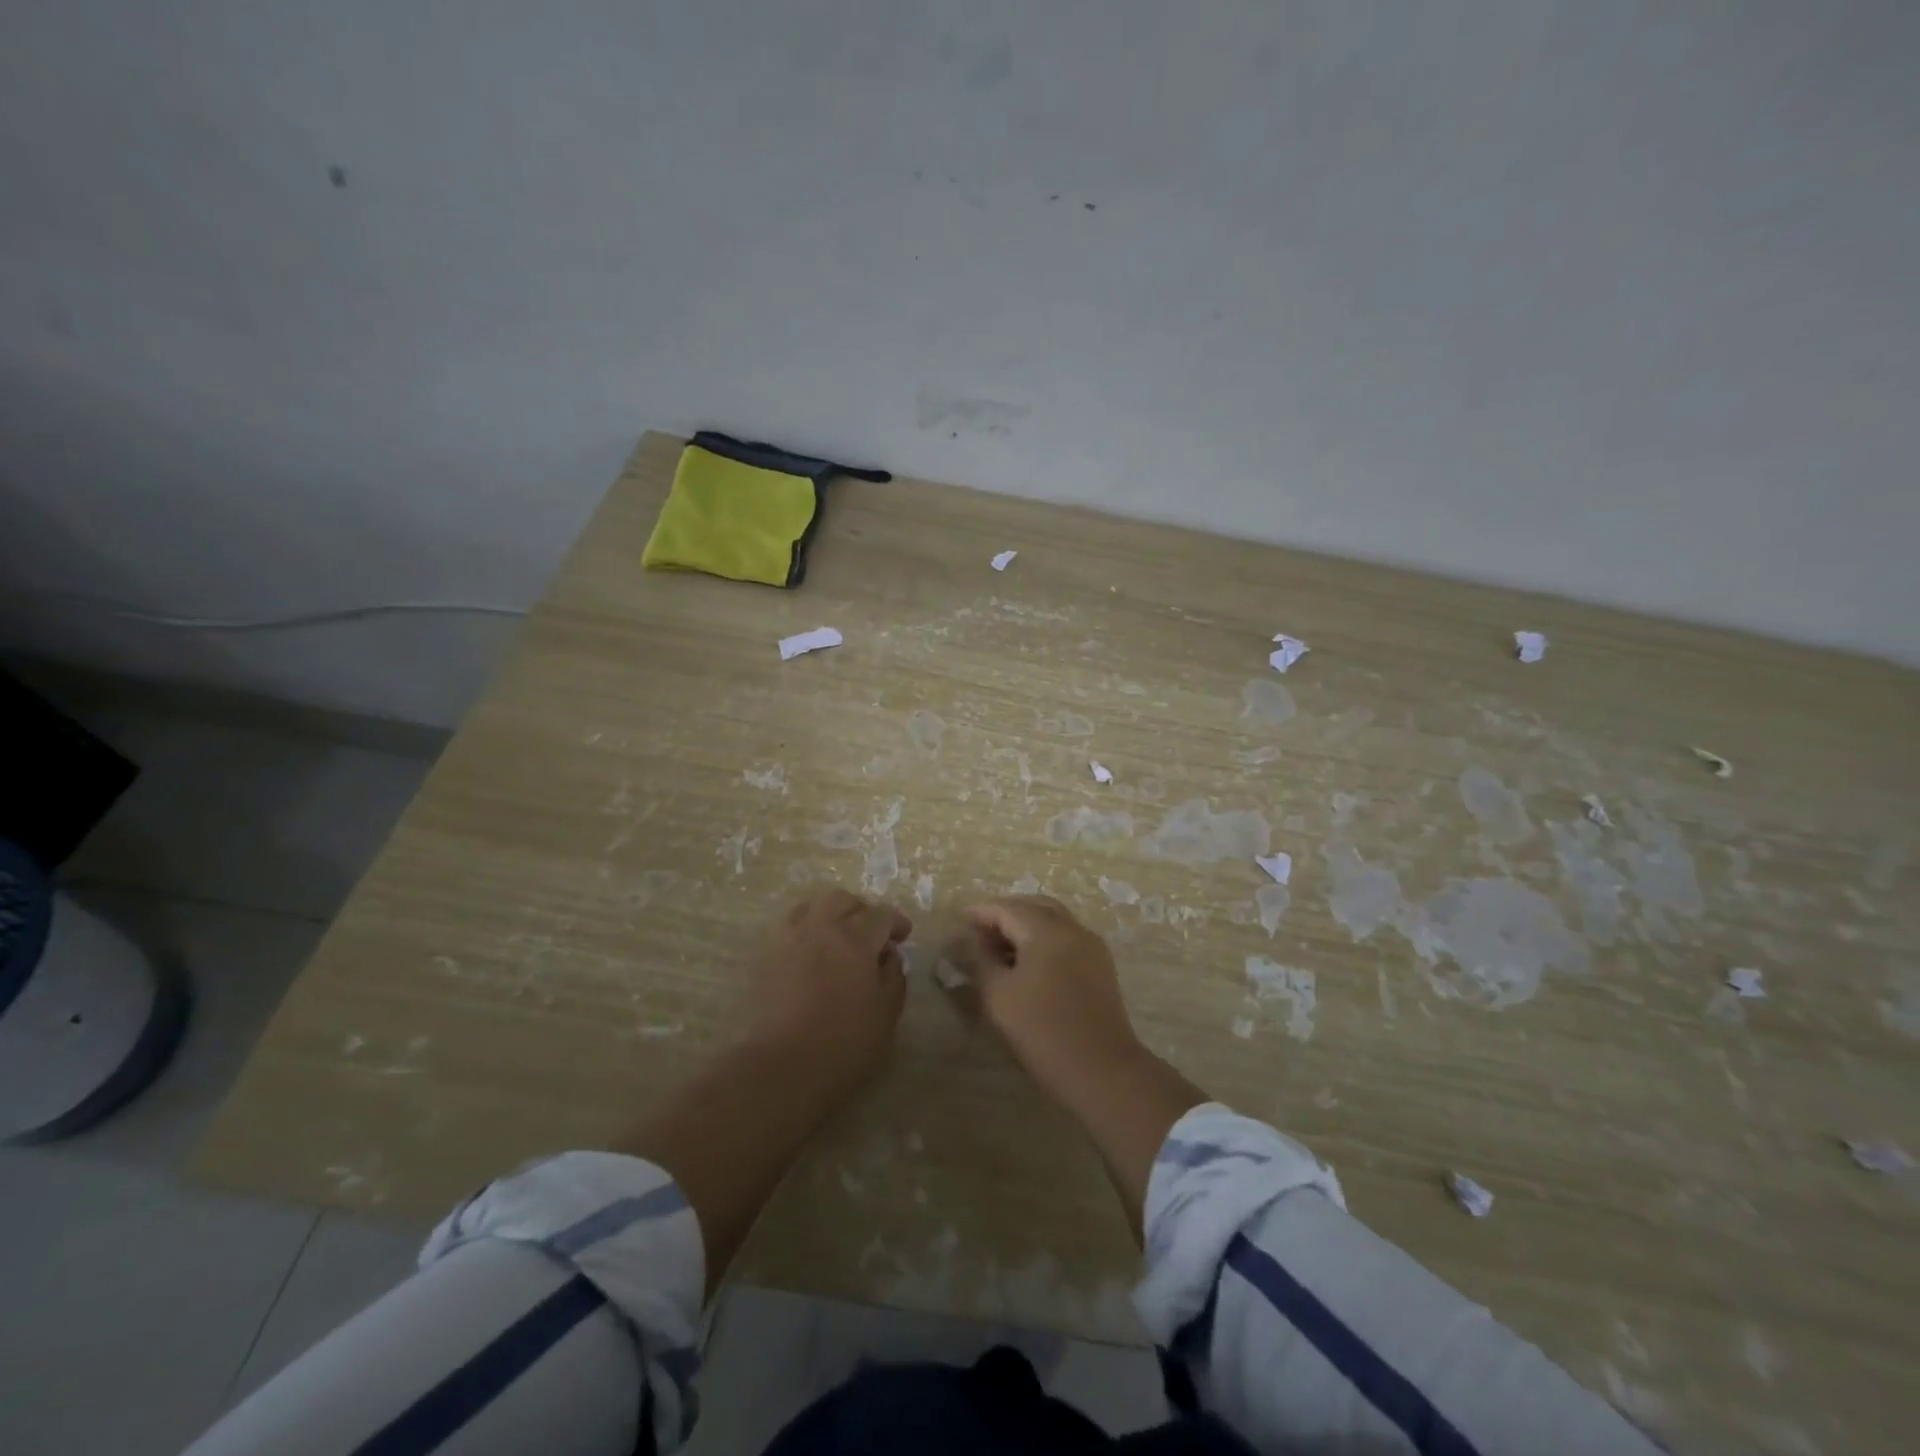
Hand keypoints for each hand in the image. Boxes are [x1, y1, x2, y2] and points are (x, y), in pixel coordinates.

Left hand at [743, 888, 912, 1092]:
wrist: (782, 1065)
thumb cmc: (844, 1042)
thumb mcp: (886, 1013)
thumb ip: (893, 976)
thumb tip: (889, 955)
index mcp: (856, 938)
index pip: (881, 914)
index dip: (896, 922)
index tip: (903, 936)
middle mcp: (821, 927)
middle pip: (843, 900)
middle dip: (862, 911)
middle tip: (871, 934)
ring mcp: (789, 938)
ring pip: (812, 907)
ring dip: (831, 915)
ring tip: (838, 938)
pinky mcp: (767, 956)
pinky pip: (790, 928)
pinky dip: (806, 930)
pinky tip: (811, 954)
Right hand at [958, 895, 1142, 1106]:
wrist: (1102, 1071)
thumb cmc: (1043, 1031)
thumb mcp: (998, 995)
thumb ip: (977, 960)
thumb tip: (960, 938)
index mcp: (1047, 930)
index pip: (1007, 909)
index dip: (979, 912)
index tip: (956, 919)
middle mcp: (1072, 929)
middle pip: (1033, 908)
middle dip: (1004, 914)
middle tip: (977, 931)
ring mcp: (1091, 947)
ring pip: (1052, 922)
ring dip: (1024, 927)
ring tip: (996, 949)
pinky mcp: (1100, 967)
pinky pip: (1066, 939)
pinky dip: (1042, 940)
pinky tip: (1025, 964)